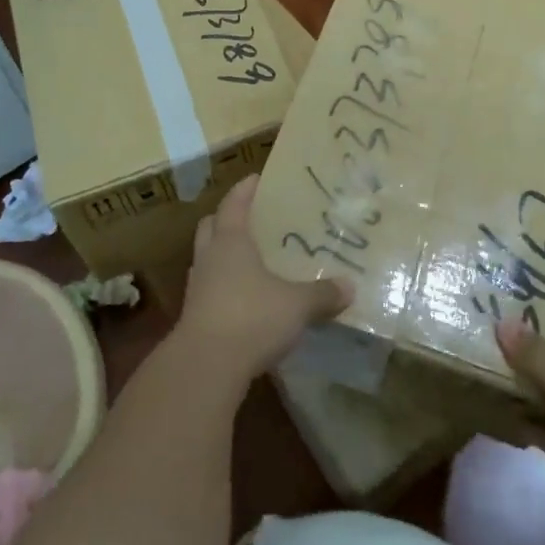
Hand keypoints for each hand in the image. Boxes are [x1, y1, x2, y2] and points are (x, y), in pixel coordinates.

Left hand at [175, 175, 351, 386]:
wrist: (206, 366)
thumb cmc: (252, 317)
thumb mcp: (296, 305)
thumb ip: (322, 294)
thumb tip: (350, 286)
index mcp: (230, 241)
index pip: (234, 204)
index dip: (244, 190)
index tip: (255, 178)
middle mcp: (210, 258)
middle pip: (210, 227)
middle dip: (226, 219)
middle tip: (248, 218)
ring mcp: (197, 288)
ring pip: (207, 259)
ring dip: (222, 254)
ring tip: (248, 259)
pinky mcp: (194, 318)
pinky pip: (209, 290)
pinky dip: (223, 287)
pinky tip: (243, 299)